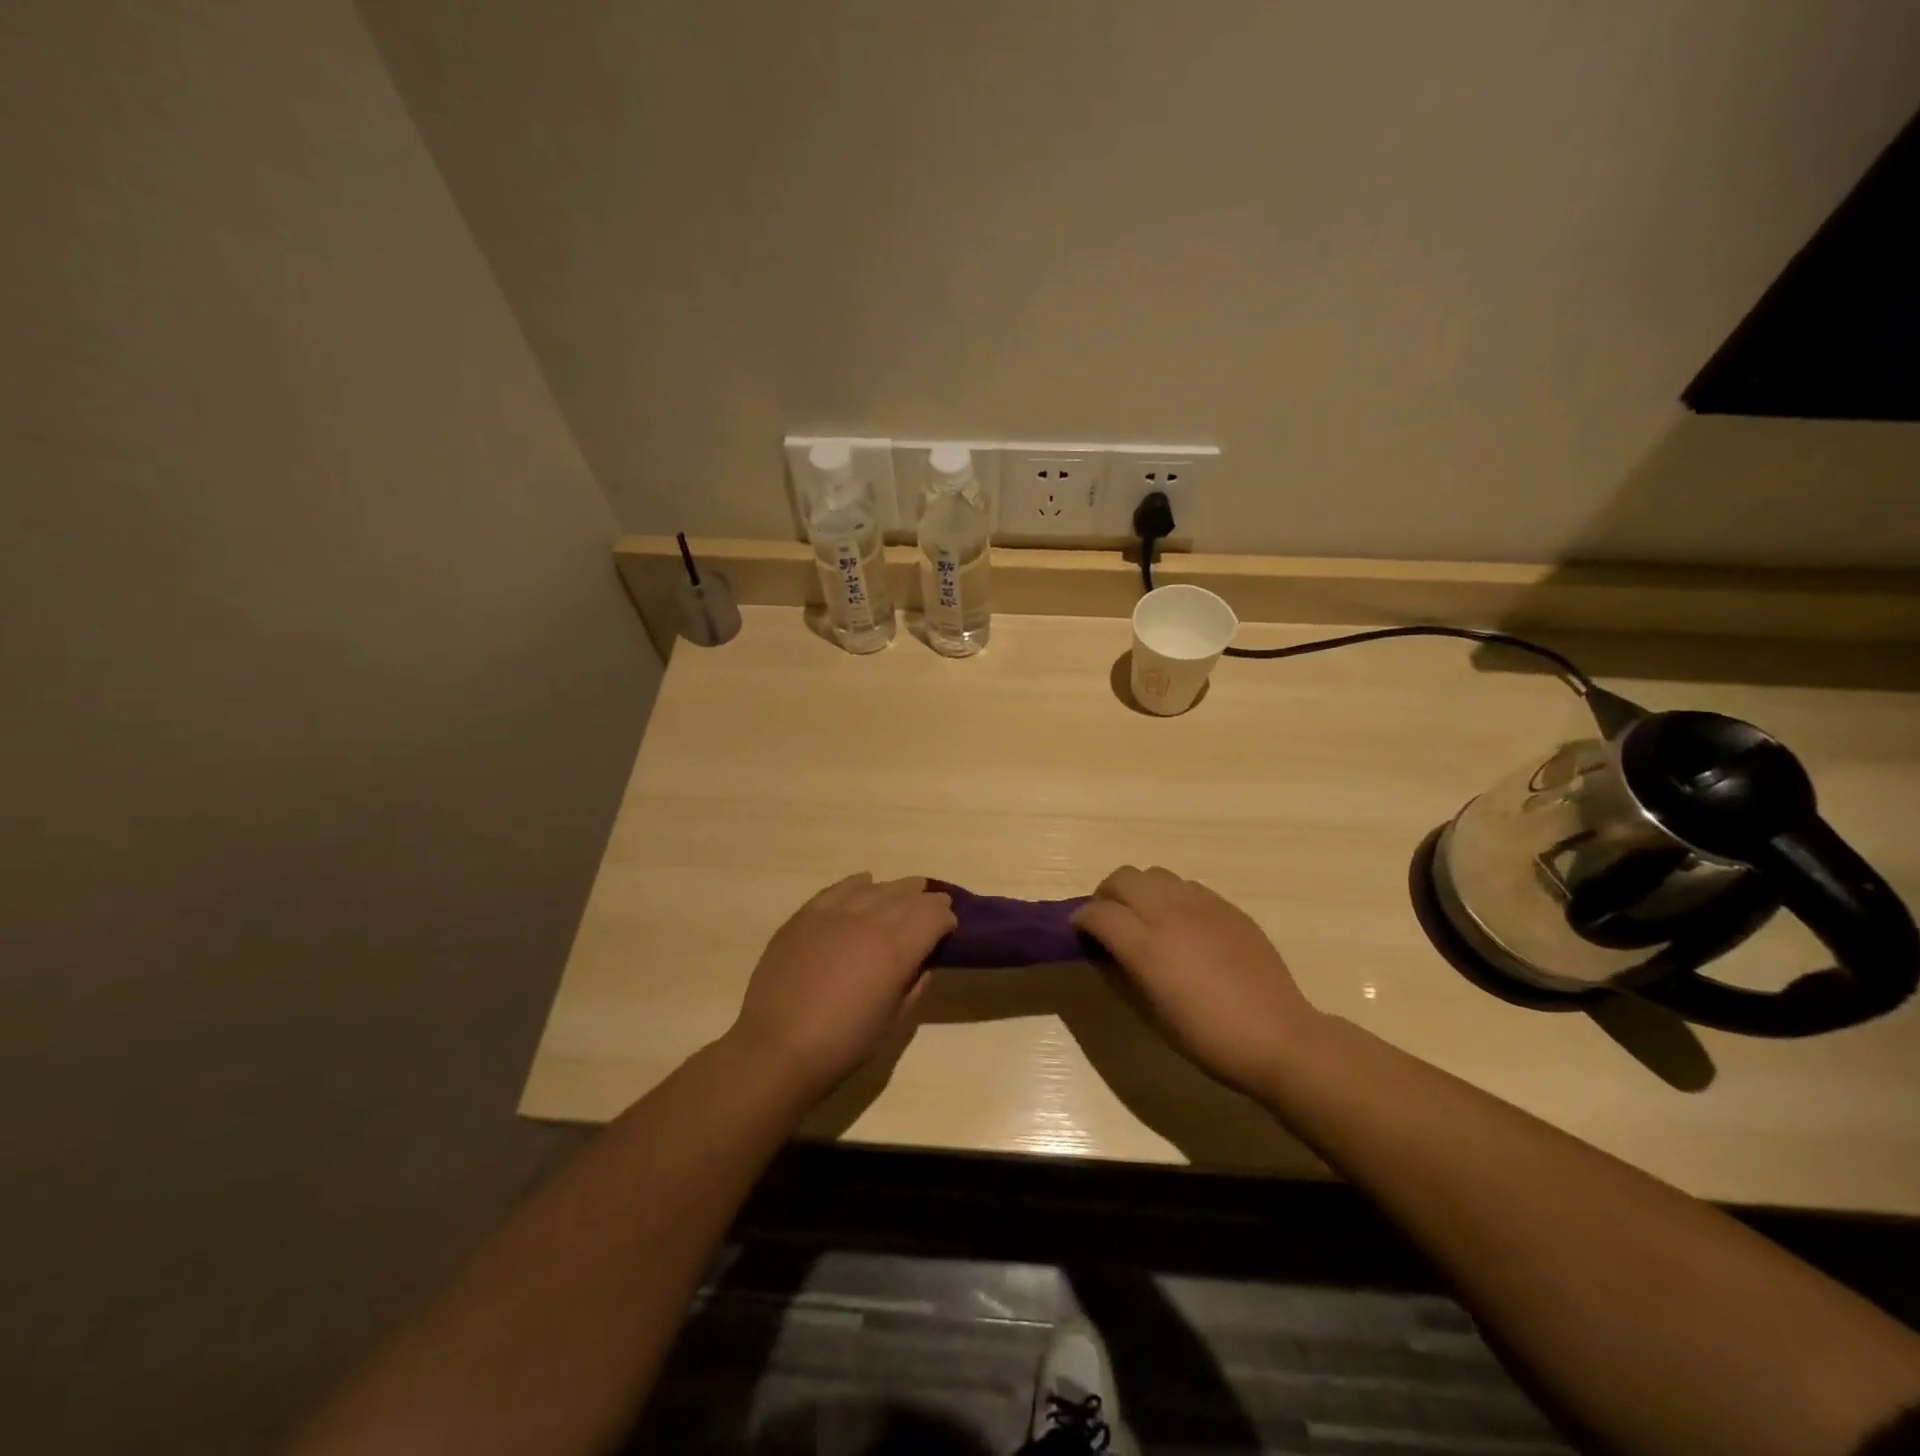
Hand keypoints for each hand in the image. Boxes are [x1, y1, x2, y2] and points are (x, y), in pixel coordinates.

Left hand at [726, 874, 956, 1097]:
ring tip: (905, 893)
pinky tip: (864, 883)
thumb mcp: (894, 1020)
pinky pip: (839, 889)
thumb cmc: (844, 1043)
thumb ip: (914, 984)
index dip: (946, 919)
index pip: (934, 915)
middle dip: (926, 900)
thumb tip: (923, 962)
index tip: (948, 929)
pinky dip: (857, 884)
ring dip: (896, 890)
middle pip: (908, 896)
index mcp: (897, 947)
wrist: (778, 1047)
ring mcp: (834, 913)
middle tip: (933, 908)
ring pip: (876, 888)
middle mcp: (870, 919)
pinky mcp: (806, 915)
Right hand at [1072, 865, 1322, 1095]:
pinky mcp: (1227, 907)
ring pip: (1155, 874)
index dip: (1082, 920)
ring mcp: (1202, 905)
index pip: (1098, 913)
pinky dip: (1171, 896)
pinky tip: (1181, 924)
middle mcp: (1170, 914)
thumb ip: (1123, 972)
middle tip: (1109, 919)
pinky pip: (1187, 886)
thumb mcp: (1152, 1013)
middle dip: (1107, 894)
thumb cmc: (1208, 1038)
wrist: (1278, 1037)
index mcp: (1147, 947)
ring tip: (1145, 917)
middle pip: (1123, 878)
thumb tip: (1104, 951)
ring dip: (1139, 890)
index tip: (1079, 931)